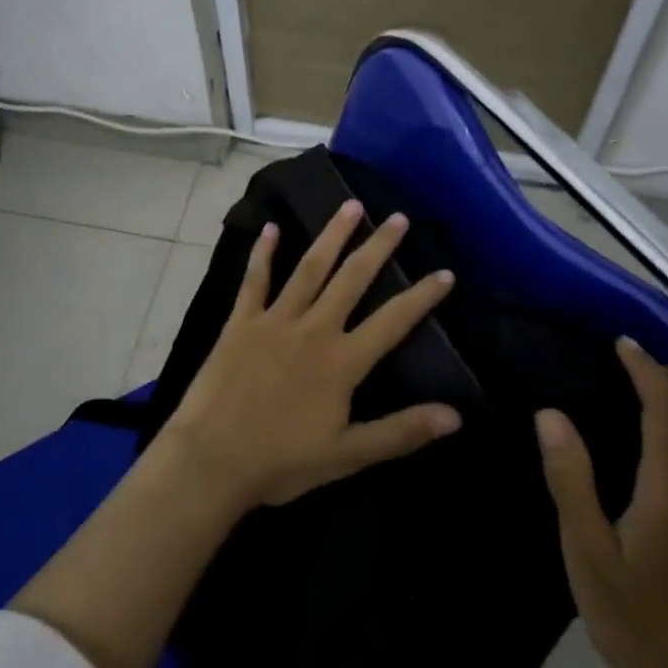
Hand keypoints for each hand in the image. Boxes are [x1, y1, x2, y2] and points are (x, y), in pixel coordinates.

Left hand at [162, 199, 461, 511]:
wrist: (211, 460)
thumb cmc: (281, 462)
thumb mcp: (347, 455)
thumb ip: (401, 432)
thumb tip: (455, 416)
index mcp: (342, 361)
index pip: (393, 321)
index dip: (422, 296)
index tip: (445, 272)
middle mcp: (314, 329)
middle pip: (352, 279)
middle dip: (378, 246)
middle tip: (398, 217)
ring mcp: (275, 320)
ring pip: (310, 268)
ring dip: (332, 235)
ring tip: (350, 205)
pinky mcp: (241, 322)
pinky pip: (255, 280)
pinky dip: (263, 253)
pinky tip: (271, 227)